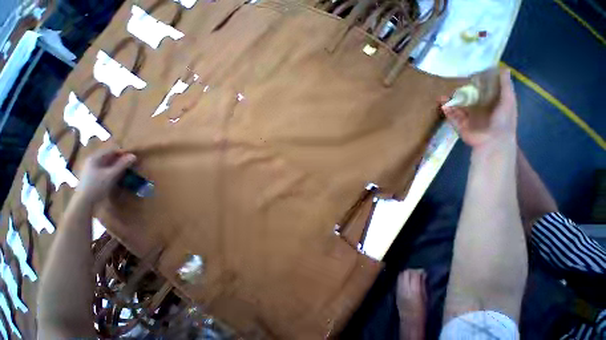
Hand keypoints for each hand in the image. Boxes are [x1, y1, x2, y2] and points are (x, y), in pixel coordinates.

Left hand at [75, 148, 136, 204]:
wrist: (85, 201)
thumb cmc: (97, 185)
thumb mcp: (111, 174)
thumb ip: (123, 164)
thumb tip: (134, 156)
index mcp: (95, 158)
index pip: (111, 150)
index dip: (123, 152)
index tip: (133, 157)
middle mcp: (93, 161)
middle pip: (110, 156)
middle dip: (121, 159)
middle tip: (132, 164)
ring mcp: (93, 168)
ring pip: (108, 163)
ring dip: (118, 165)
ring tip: (127, 169)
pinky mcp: (94, 175)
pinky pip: (106, 168)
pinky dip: (114, 169)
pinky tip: (119, 175)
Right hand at [441, 68, 517, 147]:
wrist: (493, 140)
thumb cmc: (504, 120)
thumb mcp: (508, 100)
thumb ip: (505, 86)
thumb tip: (504, 69)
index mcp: (491, 104)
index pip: (483, 92)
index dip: (477, 85)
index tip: (470, 76)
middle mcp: (479, 111)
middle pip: (468, 100)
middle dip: (461, 94)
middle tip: (453, 85)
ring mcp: (468, 119)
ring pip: (458, 108)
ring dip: (451, 102)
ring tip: (443, 95)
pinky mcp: (460, 126)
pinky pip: (452, 118)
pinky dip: (448, 112)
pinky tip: (443, 105)